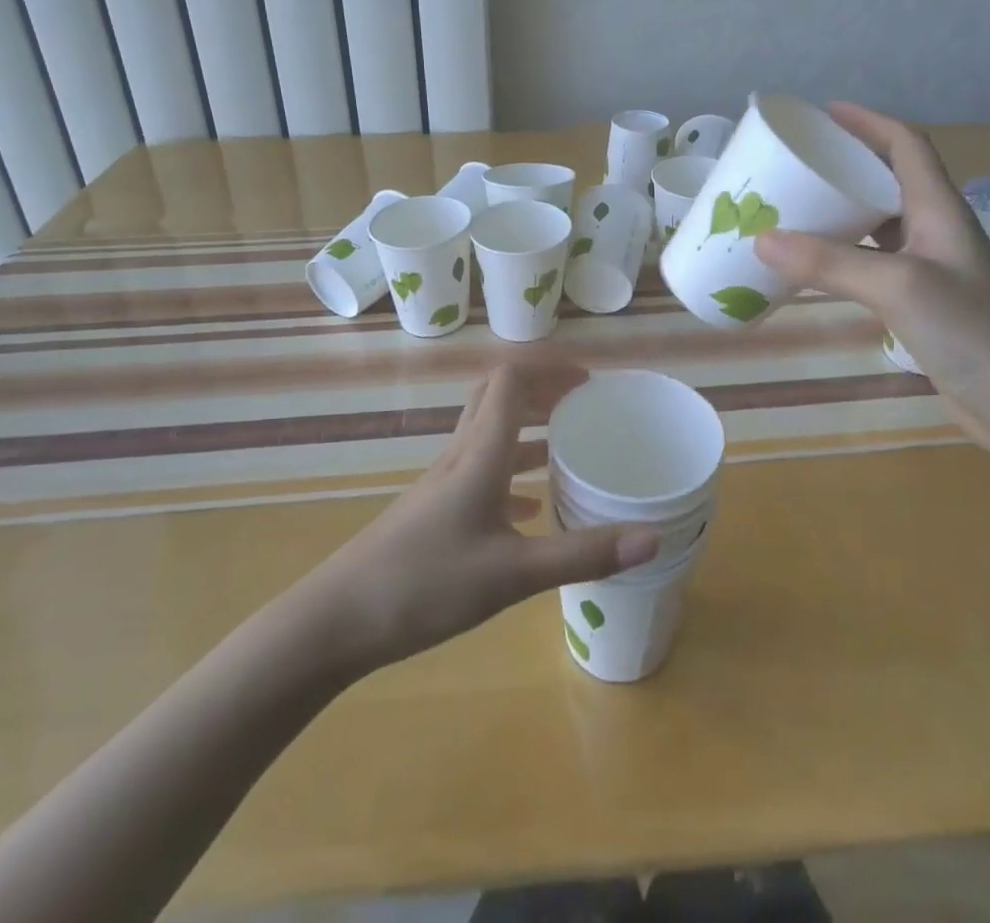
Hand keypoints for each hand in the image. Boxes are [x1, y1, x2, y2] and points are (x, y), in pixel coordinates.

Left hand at [301, 362, 659, 676]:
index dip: (549, 368)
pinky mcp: (434, 511)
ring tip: (566, 443)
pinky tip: (531, 507)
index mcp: (479, 454)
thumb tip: (652, 537)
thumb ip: (582, 554)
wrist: (336, 621)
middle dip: (540, 390)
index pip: (510, 381)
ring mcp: (443, 483)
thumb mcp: (512, 574)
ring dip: (527, 427)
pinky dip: (511, 471)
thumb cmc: (424, 585)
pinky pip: (480, 472)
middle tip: (581, 404)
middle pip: (498, 397)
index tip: (589, 382)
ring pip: (489, 433)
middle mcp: (460, 456)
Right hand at [753, 101, 989, 443]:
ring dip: (840, 212)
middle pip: (887, 179)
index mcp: (939, 209)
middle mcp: (934, 230)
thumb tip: (761, 239)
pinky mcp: (921, 303)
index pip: (906, 145)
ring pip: (877, 223)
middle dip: (844, 165)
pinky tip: (813, 268)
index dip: (868, 122)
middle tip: (795, 164)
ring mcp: (929, 268)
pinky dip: (841, 257)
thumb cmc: (974, 332)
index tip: (824, 113)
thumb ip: (831, 263)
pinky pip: (872, 264)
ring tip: (793, 208)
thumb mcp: (899, 287)